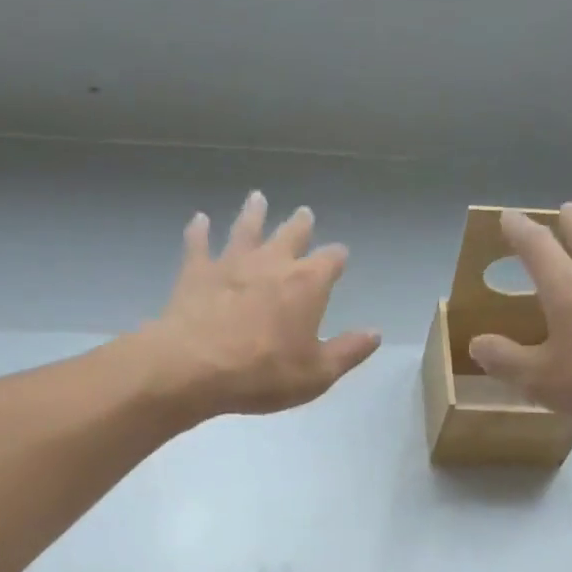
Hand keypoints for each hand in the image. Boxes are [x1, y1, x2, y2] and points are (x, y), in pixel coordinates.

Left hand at [145, 192, 380, 418]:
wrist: (195, 367)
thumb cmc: (264, 374)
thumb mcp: (317, 373)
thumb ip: (348, 351)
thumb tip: (375, 333)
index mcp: (307, 284)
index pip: (331, 260)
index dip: (337, 258)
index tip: (340, 257)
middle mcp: (272, 262)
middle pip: (291, 234)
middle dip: (301, 225)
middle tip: (304, 214)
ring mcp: (231, 263)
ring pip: (246, 228)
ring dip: (253, 213)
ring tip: (257, 198)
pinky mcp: (197, 272)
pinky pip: (198, 244)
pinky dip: (199, 231)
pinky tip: (199, 220)